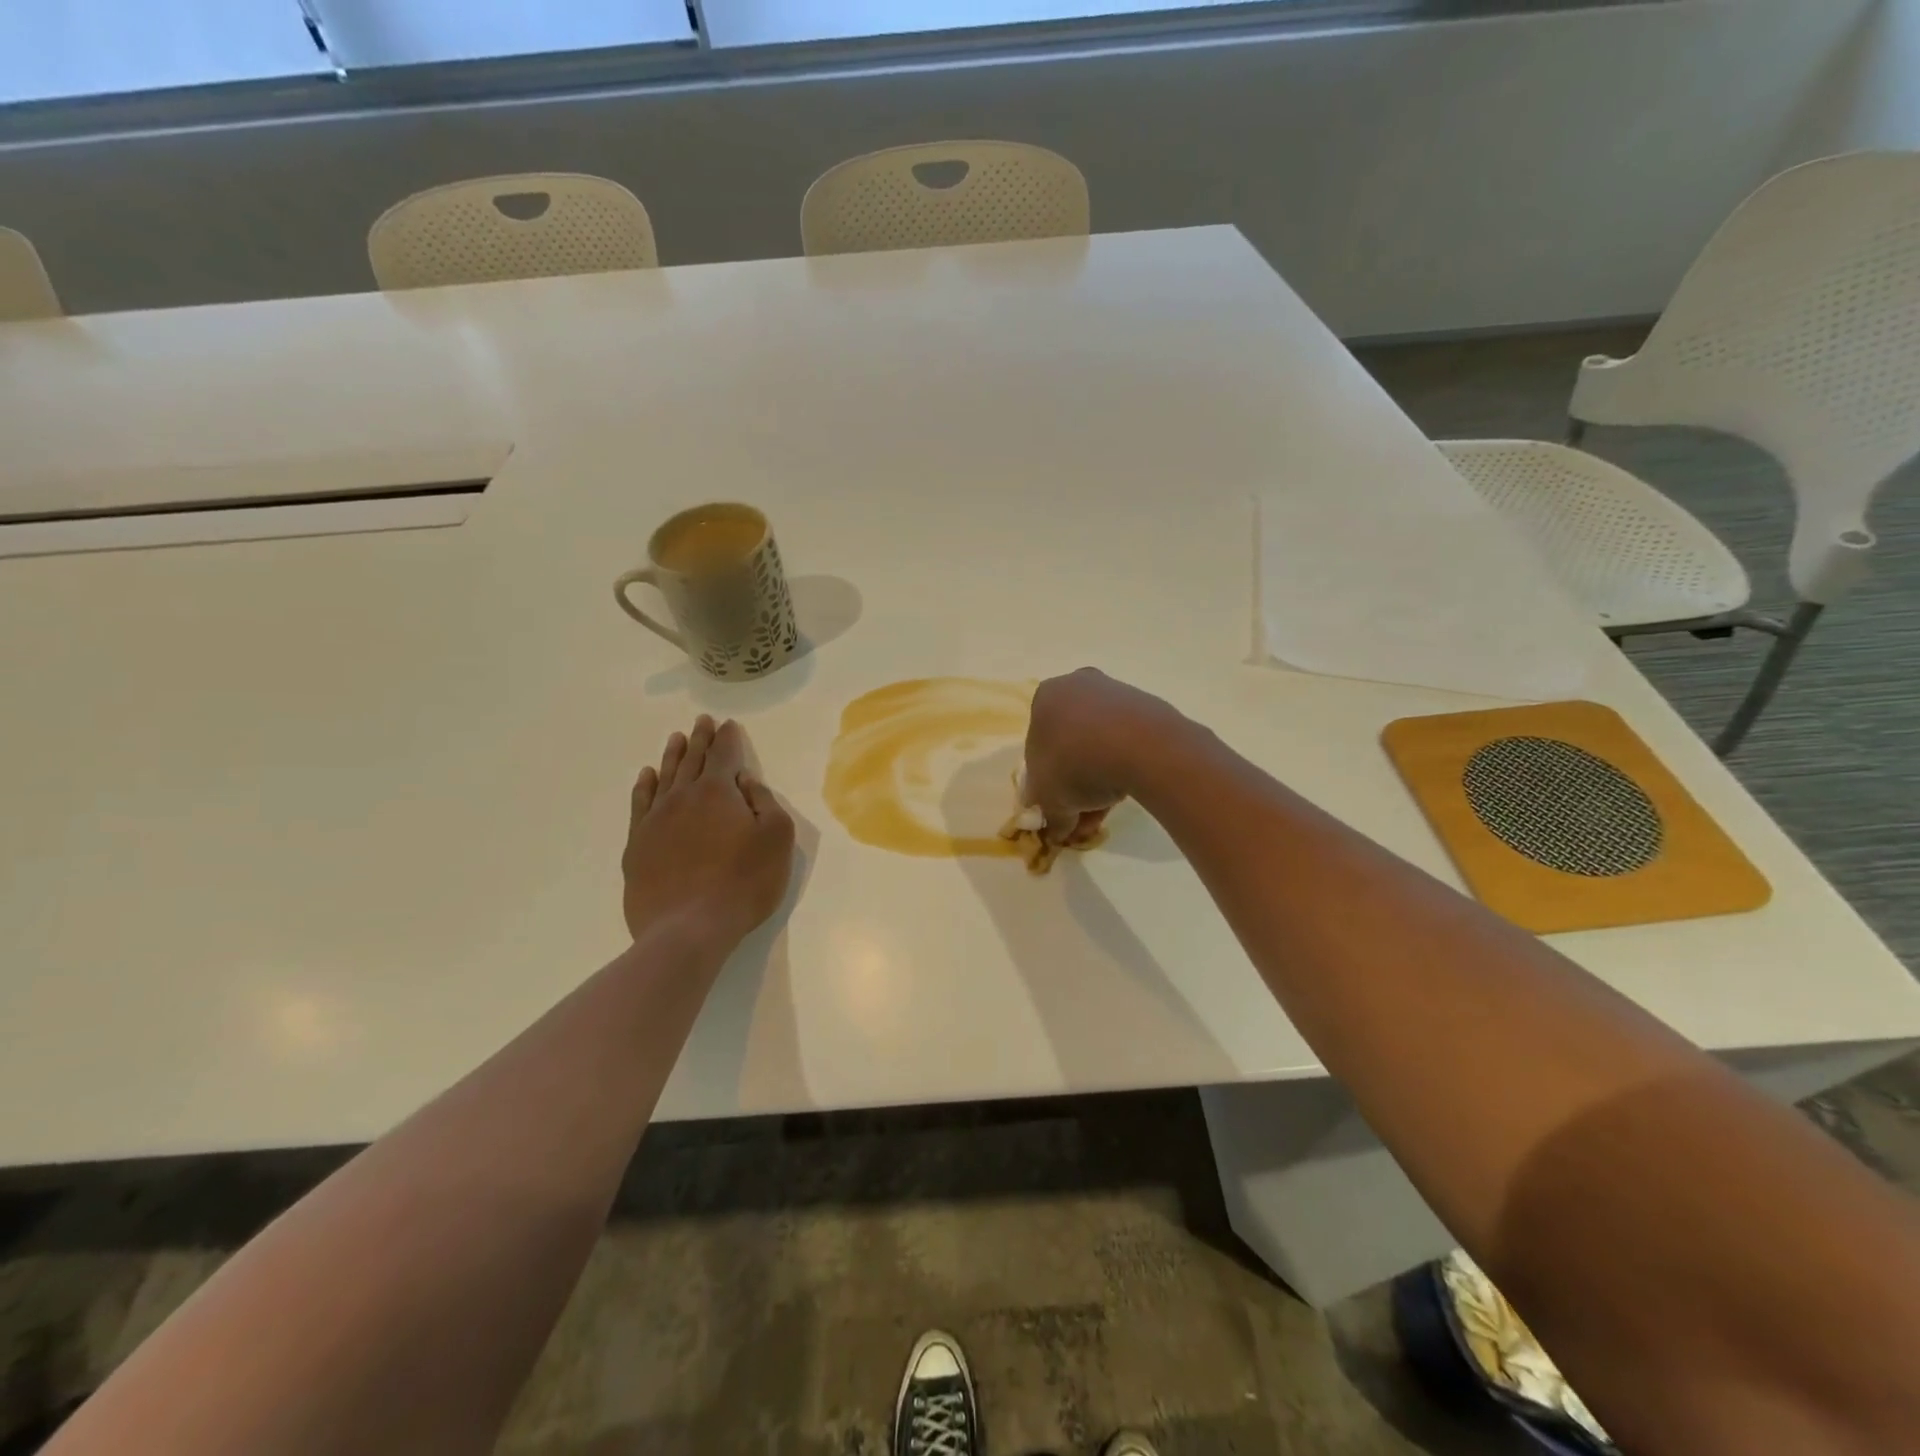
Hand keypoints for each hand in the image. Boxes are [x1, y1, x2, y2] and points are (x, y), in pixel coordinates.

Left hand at [622, 715, 795, 951]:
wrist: (688, 928)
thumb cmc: (743, 882)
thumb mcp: (776, 839)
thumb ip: (764, 802)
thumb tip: (745, 781)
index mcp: (718, 792)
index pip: (724, 755)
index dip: (728, 738)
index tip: (728, 724)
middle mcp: (683, 797)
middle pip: (693, 760)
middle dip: (701, 739)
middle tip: (702, 721)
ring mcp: (655, 821)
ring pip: (665, 777)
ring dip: (673, 756)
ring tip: (677, 738)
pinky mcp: (638, 846)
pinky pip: (641, 804)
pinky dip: (645, 786)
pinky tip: (647, 777)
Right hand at [1024, 668, 1180, 845]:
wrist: (1142, 747)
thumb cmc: (1076, 765)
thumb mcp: (1048, 799)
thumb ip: (1048, 815)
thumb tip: (1057, 828)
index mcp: (1046, 697)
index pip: (1038, 746)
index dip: (1046, 783)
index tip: (1058, 808)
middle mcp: (1078, 686)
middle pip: (1070, 745)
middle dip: (1075, 786)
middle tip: (1083, 817)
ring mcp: (1116, 693)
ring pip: (1099, 744)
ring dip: (1099, 780)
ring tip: (1106, 814)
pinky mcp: (1147, 706)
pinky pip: (1126, 741)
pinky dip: (1123, 766)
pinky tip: (1127, 793)